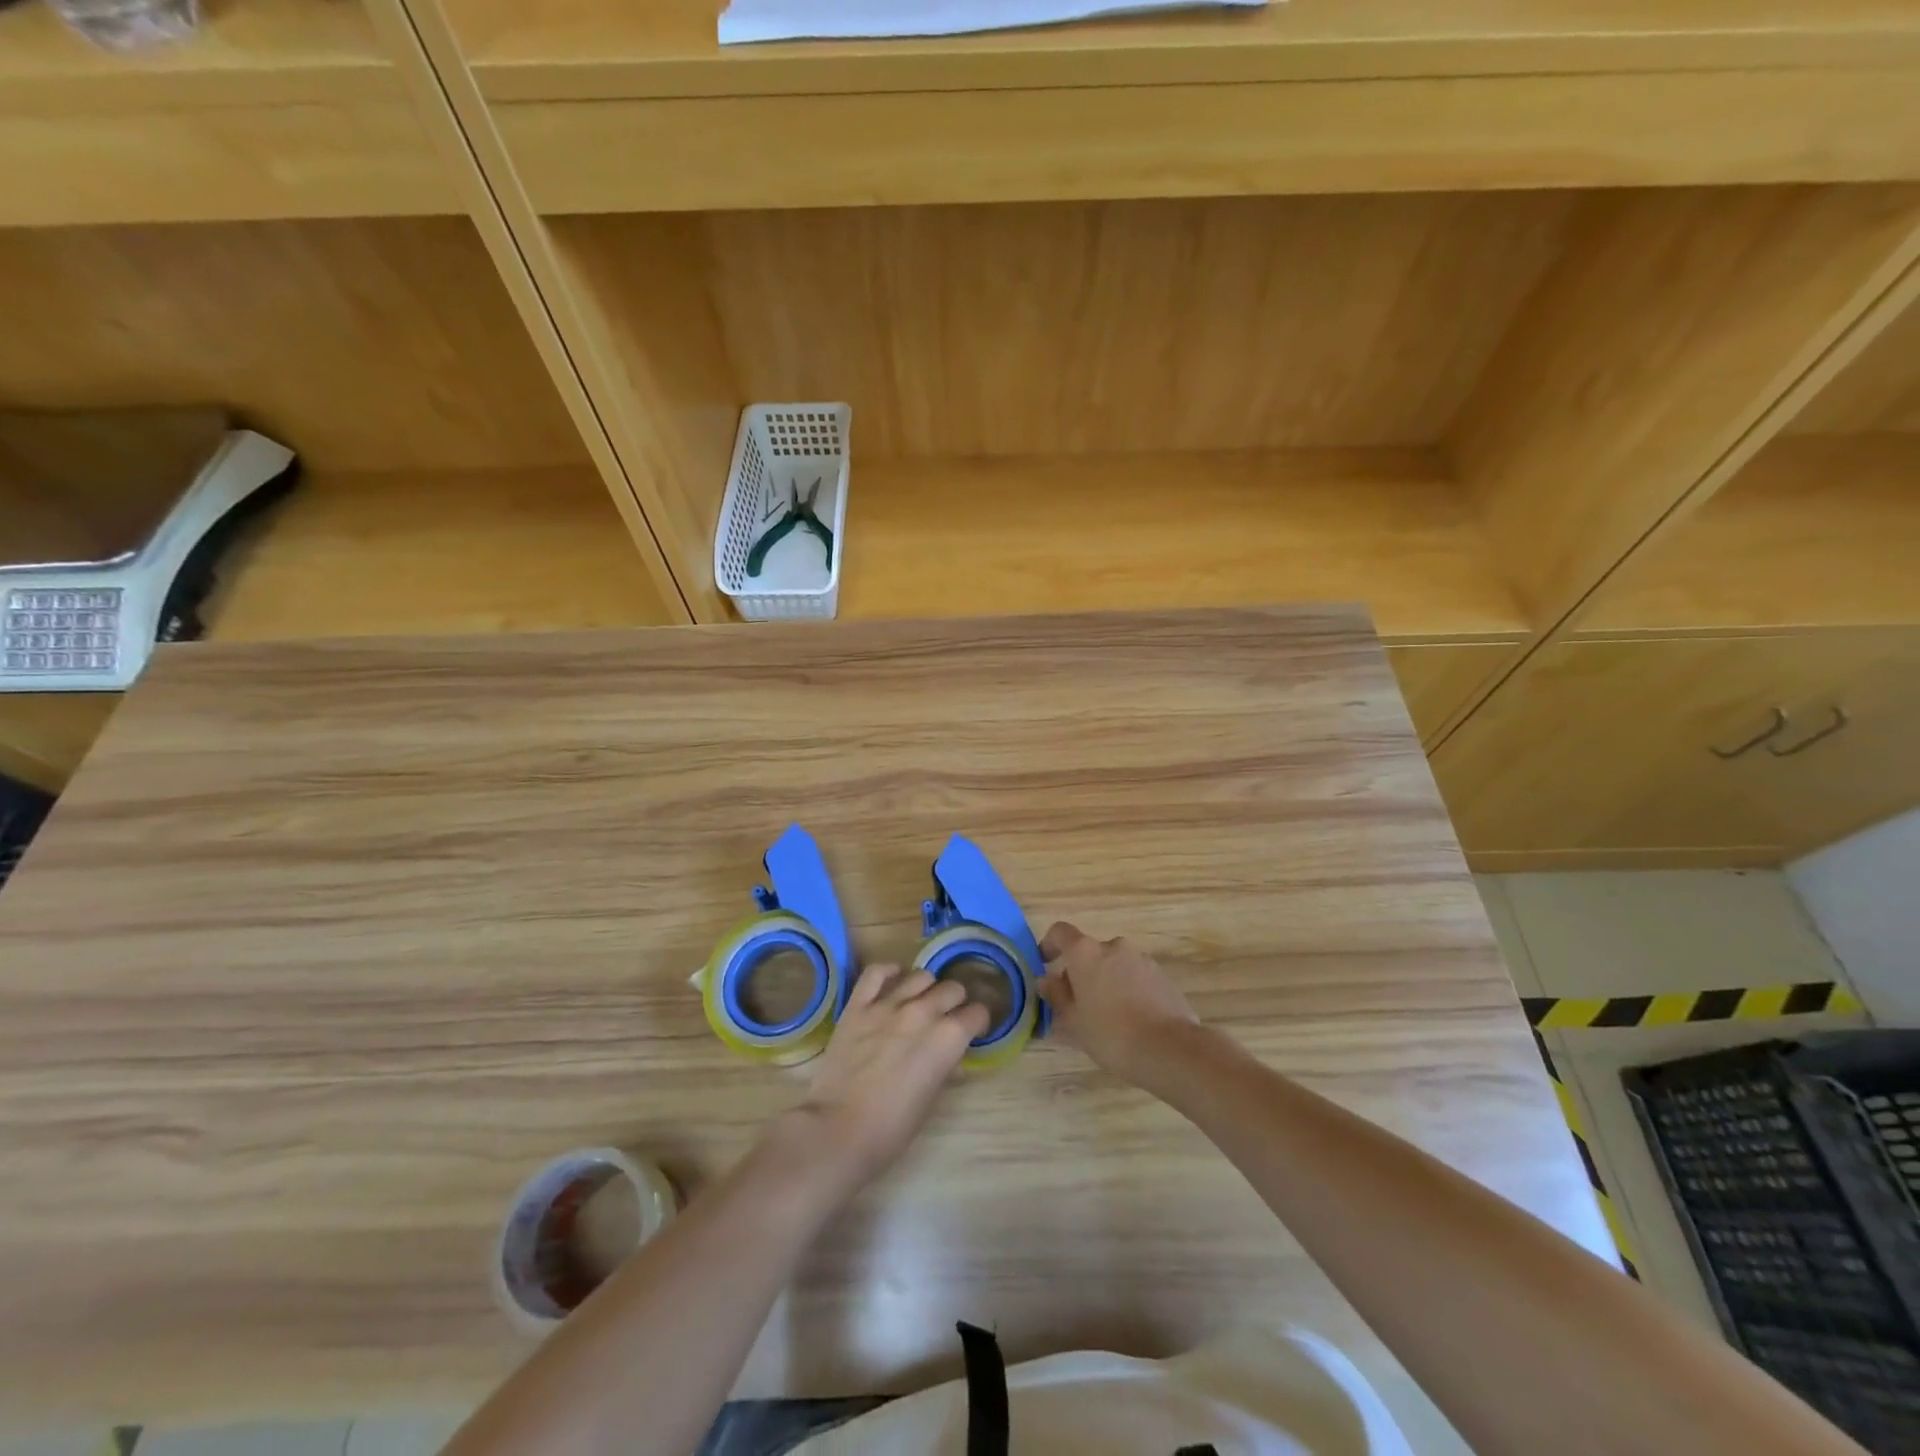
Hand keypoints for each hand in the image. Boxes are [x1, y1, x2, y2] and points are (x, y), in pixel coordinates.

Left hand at [786, 963, 990, 1190]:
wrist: (838, 1129)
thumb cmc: (892, 1127)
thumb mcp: (931, 1100)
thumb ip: (945, 1068)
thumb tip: (951, 1058)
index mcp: (948, 1038)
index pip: (977, 1013)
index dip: (977, 1022)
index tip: (972, 1031)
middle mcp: (923, 1012)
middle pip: (952, 989)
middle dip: (955, 1002)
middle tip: (947, 1018)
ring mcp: (888, 1004)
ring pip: (920, 976)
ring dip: (926, 988)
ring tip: (920, 1002)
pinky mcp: (858, 1005)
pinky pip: (876, 972)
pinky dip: (888, 972)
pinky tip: (892, 980)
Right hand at [1037, 923, 1199, 1083]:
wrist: (1169, 1049)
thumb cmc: (1110, 1033)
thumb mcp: (1073, 1020)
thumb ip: (1057, 995)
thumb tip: (1047, 980)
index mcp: (1086, 952)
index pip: (1060, 932)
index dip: (1050, 944)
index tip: (1046, 963)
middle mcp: (1114, 946)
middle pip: (1090, 952)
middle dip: (1081, 972)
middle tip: (1077, 1003)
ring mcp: (1142, 959)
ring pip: (1114, 964)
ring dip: (1106, 981)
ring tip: (1107, 1016)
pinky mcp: (1162, 975)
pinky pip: (1135, 977)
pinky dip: (1128, 989)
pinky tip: (1131, 1019)